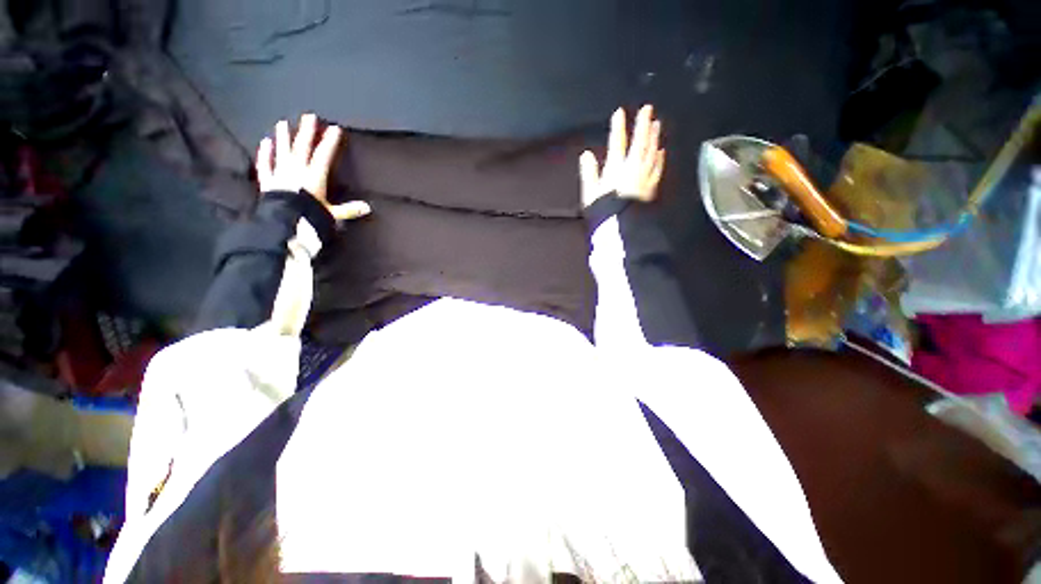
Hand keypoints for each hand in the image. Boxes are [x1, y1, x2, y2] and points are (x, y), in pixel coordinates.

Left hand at [256, 113, 370, 220]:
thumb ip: (349, 210)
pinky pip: (265, 164)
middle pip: (302, 147)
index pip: (324, 155)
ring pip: (282, 151)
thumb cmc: (310, 216)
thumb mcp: (333, 214)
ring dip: (283, 137)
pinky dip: (265, 153)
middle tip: (309, 116)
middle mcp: (297, 169)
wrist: (283, 221)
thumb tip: (368, 207)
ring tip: (282, 123)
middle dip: (307, 131)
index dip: (330, 141)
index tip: (335, 128)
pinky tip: (265, 142)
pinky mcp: (267, 180)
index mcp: (314, 176)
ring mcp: (280, 173)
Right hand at [579, 105, 664, 207]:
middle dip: (643, 125)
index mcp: (616, 168)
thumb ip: (589, 172)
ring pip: (651, 153)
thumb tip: (586, 155)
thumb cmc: (602, 210)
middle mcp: (633, 169)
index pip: (617, 143)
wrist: (620, 228)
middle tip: (648, 109)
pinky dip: (660, 158)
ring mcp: (644, 177)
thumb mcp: (590, 192)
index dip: (618, 127)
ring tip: (657, 124)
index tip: (619, 113)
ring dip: (654, 137)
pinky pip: (657, 168)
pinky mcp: (651, 187)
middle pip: (640, 143)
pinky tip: (662, 151)